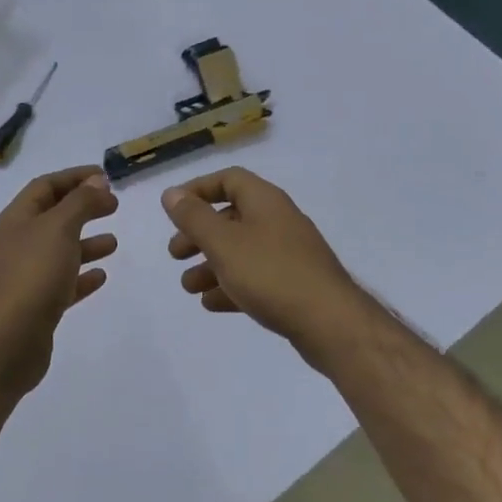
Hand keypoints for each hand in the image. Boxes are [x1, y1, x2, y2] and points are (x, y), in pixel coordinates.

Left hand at [0, 165, 118, 395]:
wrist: (6, 342)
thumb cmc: (32, 274)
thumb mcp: (60, 227)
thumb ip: (81, 202)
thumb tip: (97, 181)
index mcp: (18, 219)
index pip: (46, 186)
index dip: (74, 177)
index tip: (105, 176)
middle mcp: (20, 243)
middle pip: (54, 216)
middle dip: (83, 207)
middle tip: (114, 206)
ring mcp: (27, 275)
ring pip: (61, 250)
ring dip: (87, 242)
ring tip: (114, 242)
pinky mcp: (38, 305)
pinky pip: (64, 283)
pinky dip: (83, 275)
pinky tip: (102, 276)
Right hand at [162, 168, 368, 360]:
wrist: (330, 322)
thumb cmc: (271, 273)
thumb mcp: (223, 243)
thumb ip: (194, 217)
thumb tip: (171, 193)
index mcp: (265, 201)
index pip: (228, 180)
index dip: (198, 190)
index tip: (173, 210)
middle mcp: (278, 220)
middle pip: (231, 217)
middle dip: (199, 234)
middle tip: (175, 253)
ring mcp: (289, 253)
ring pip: (241, 250)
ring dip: (211, 264)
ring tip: (188, 286)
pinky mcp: (294, 284)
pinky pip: (256, 277)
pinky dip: (231, 285)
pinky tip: (212, 303)